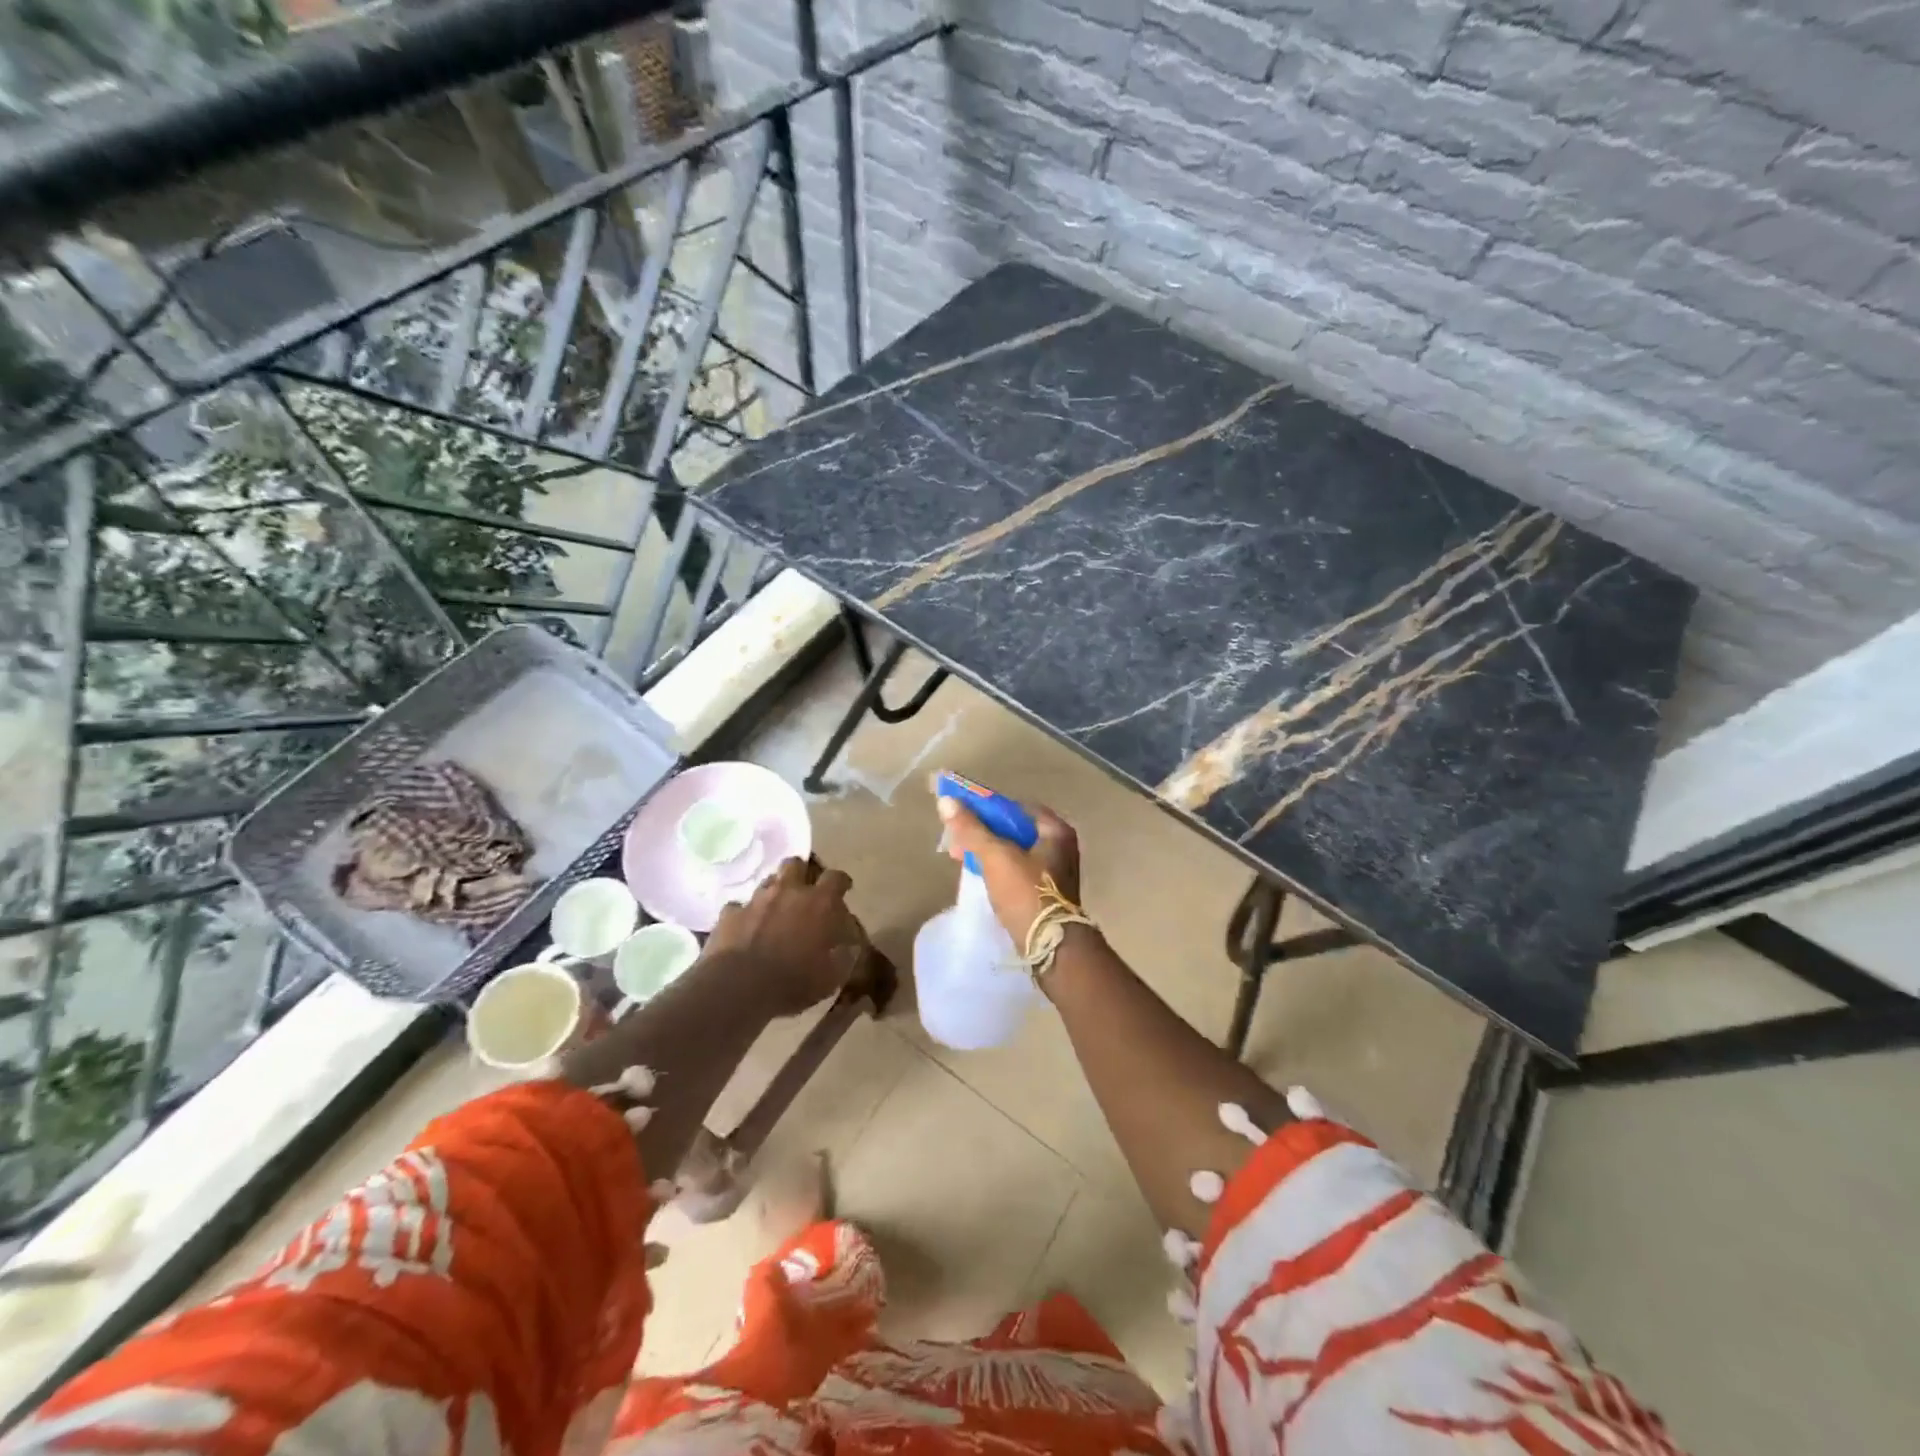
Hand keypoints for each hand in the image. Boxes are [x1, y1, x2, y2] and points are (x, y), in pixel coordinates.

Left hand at [703, 858, 861, 1016]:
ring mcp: (755, 900)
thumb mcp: (831, 977)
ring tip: (775, 910)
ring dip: (773, 893)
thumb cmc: (793, 982)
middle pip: (795, 864)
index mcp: (819, 903)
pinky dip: (744, 915)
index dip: (841, 882)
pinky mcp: (730, 914)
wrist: (739, 988)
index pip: (836, 878)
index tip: (844, 889)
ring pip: (767, 882)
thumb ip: (843, 957)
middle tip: (803, 891)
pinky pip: (738, 907)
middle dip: (800, 873)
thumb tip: (849, 948)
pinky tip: (745, 929)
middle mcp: (788, 892)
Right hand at [935, 795, 1082, 942]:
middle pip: (1014, 829)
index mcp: (1055, 831)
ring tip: (960, 856)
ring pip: (1014, 851)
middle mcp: (1061, 846)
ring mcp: (1055, 872)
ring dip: (988, 851)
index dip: (986, 807)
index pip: (1016, 807)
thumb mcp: (995, 856)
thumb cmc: (1026, 893)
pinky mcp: (1046, 893)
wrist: (1050, 946)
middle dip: (983, 832)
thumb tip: (946, 801)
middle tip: (956, 838)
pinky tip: (979, 874)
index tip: (961, 813)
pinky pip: (1017, 871)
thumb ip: (971, 829)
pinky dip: (998, 868)